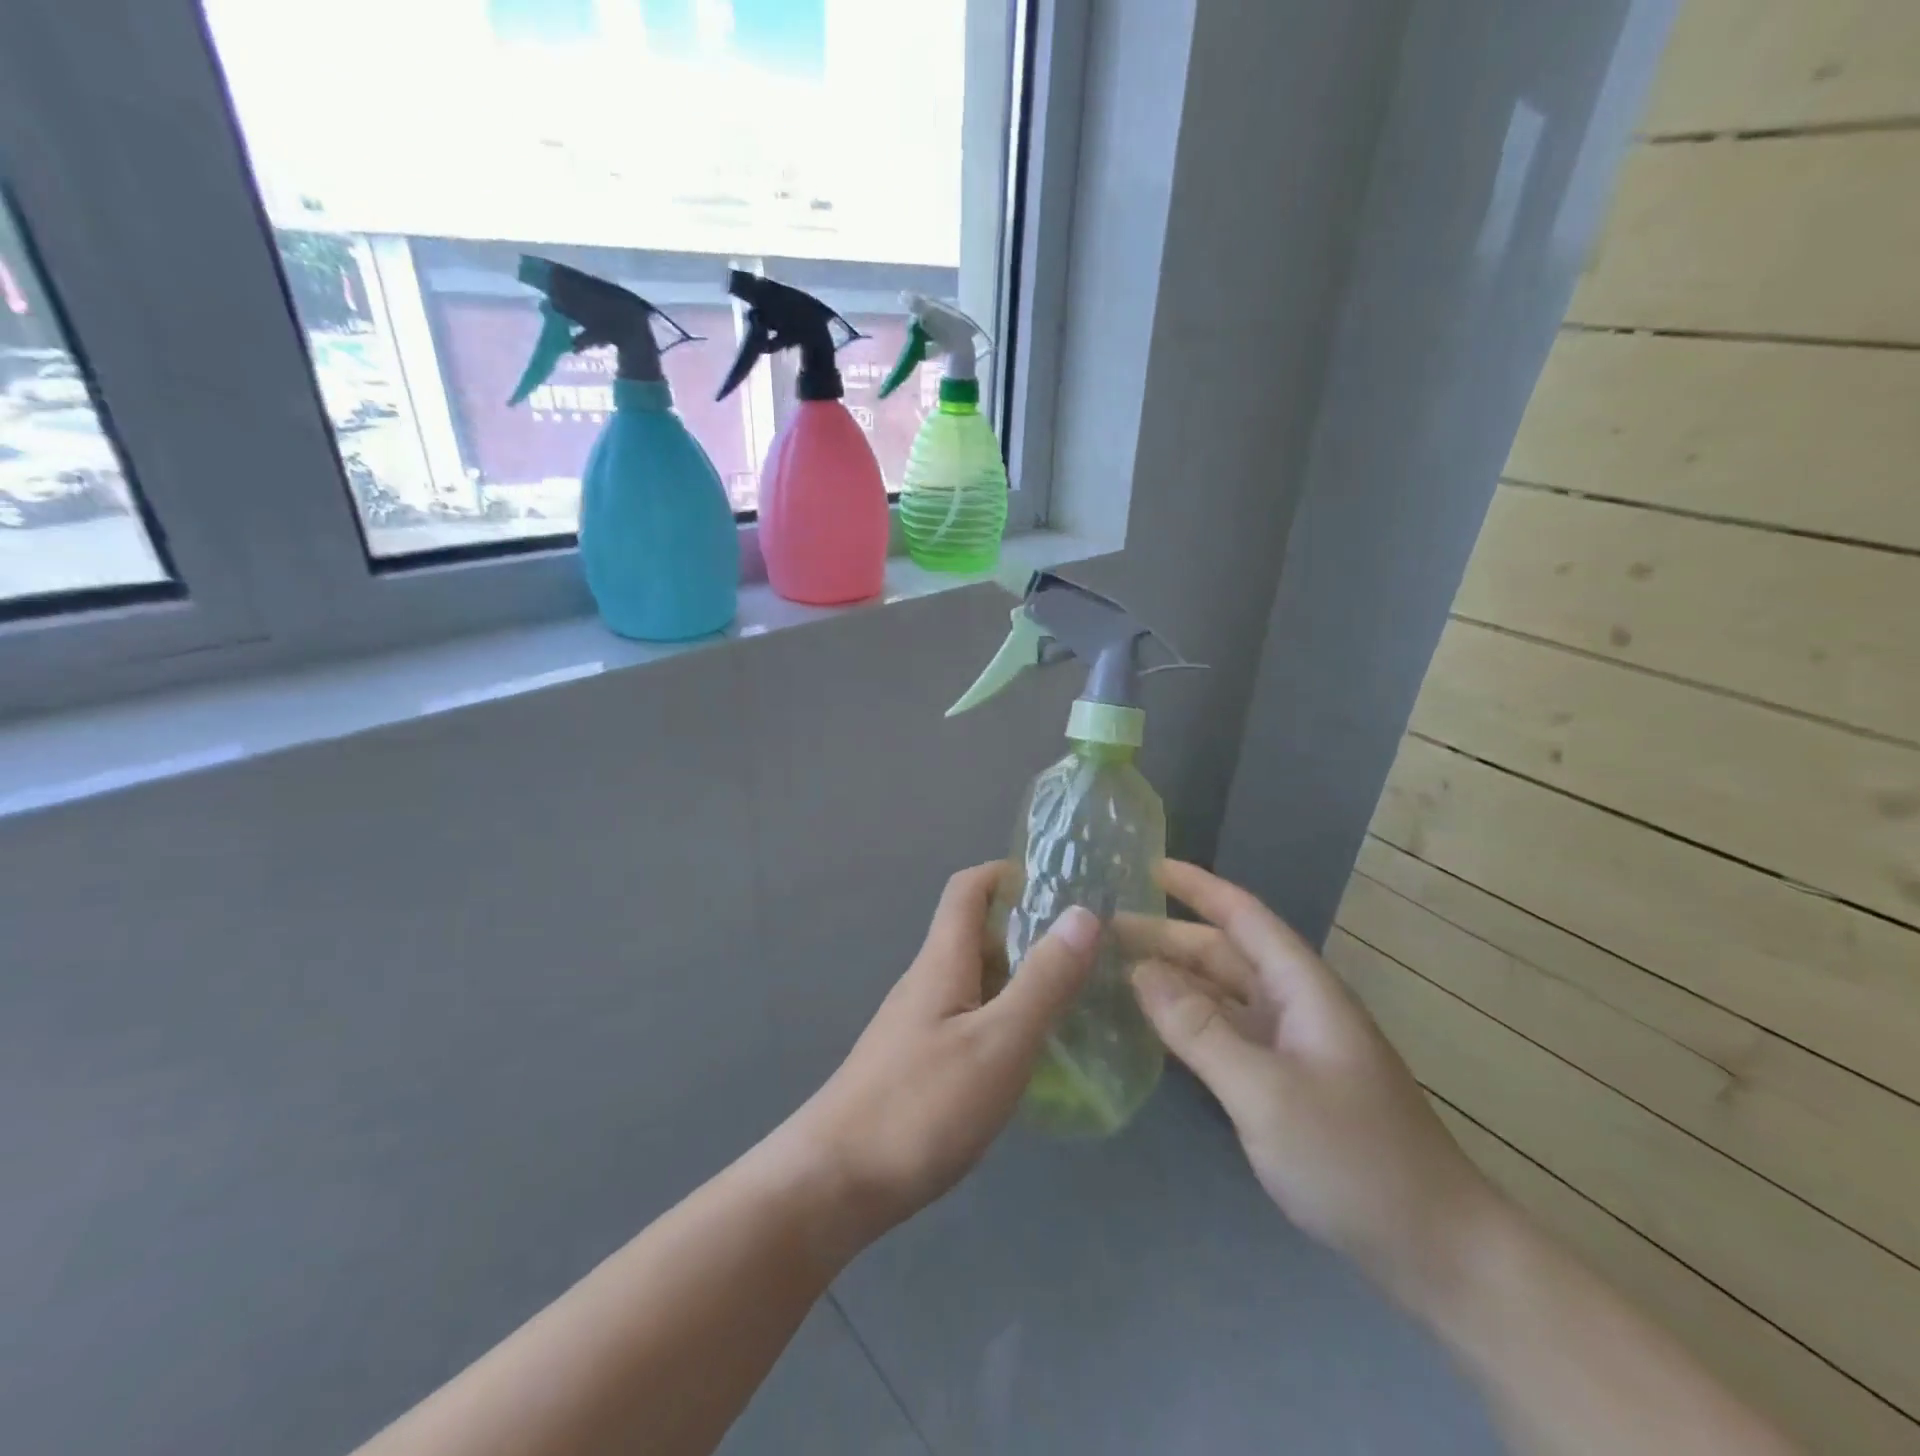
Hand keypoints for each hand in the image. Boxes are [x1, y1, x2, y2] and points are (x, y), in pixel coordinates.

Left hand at [778, 862, 1098, 1253]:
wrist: (833, 1183)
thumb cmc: (921, 1106)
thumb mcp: (998, 1042)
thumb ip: (1043, 981)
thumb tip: (1082, 913)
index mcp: (942, 960)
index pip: (968, 888)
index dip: (1009, 873)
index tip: (1060, 885)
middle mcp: (927, 981)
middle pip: (975, 931)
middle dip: (1028, 928)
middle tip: (1088, 949)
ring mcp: (918, 1023)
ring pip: (975, 978)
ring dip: (1020, 975)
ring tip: (1075, 997)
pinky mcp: (916, 1062)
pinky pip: (968, 1017)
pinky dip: (1004, 1016)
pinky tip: (1032, 1052)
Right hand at [1125, 860, 1503, 1310]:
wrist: (1437, 1250)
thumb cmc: (1354, 1159)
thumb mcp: (1265, 1092)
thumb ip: (1199, 1029)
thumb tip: (1138, 971)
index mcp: (1301, 988)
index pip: (1243, 916)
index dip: (1196, 886)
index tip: (1145, 865)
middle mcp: (1294, 1005)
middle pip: (1223, 953)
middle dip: (1166, 936)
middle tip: (1101, 932)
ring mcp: (1290, 1045)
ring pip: (1220, 994)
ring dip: (1172, 978)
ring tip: (1113, 970)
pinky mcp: (1284, 1082)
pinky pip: (1224, 1033)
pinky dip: (1187, 1022)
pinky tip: (1151, 1026)